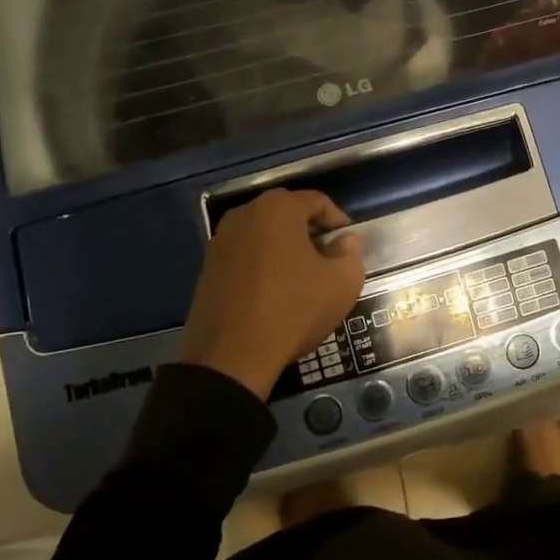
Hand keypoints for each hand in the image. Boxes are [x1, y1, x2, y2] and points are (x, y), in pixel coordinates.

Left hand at [182, 189, 365, 400]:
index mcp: (278, 208)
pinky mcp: (208, 267)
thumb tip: (343, 241)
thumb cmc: (293, 310)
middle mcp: (245, 214)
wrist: (230, 357)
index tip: (349, 247)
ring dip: (287, 249)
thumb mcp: (343, 283)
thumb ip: (351, 253)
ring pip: (265, 234)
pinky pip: (246, 254)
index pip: (318, 201)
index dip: (339, 222)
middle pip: (288, 214)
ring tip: (303, 279)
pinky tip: (275, 293)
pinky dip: (264, 264)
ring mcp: (221, 240)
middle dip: (312, 233)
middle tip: (329, 261)